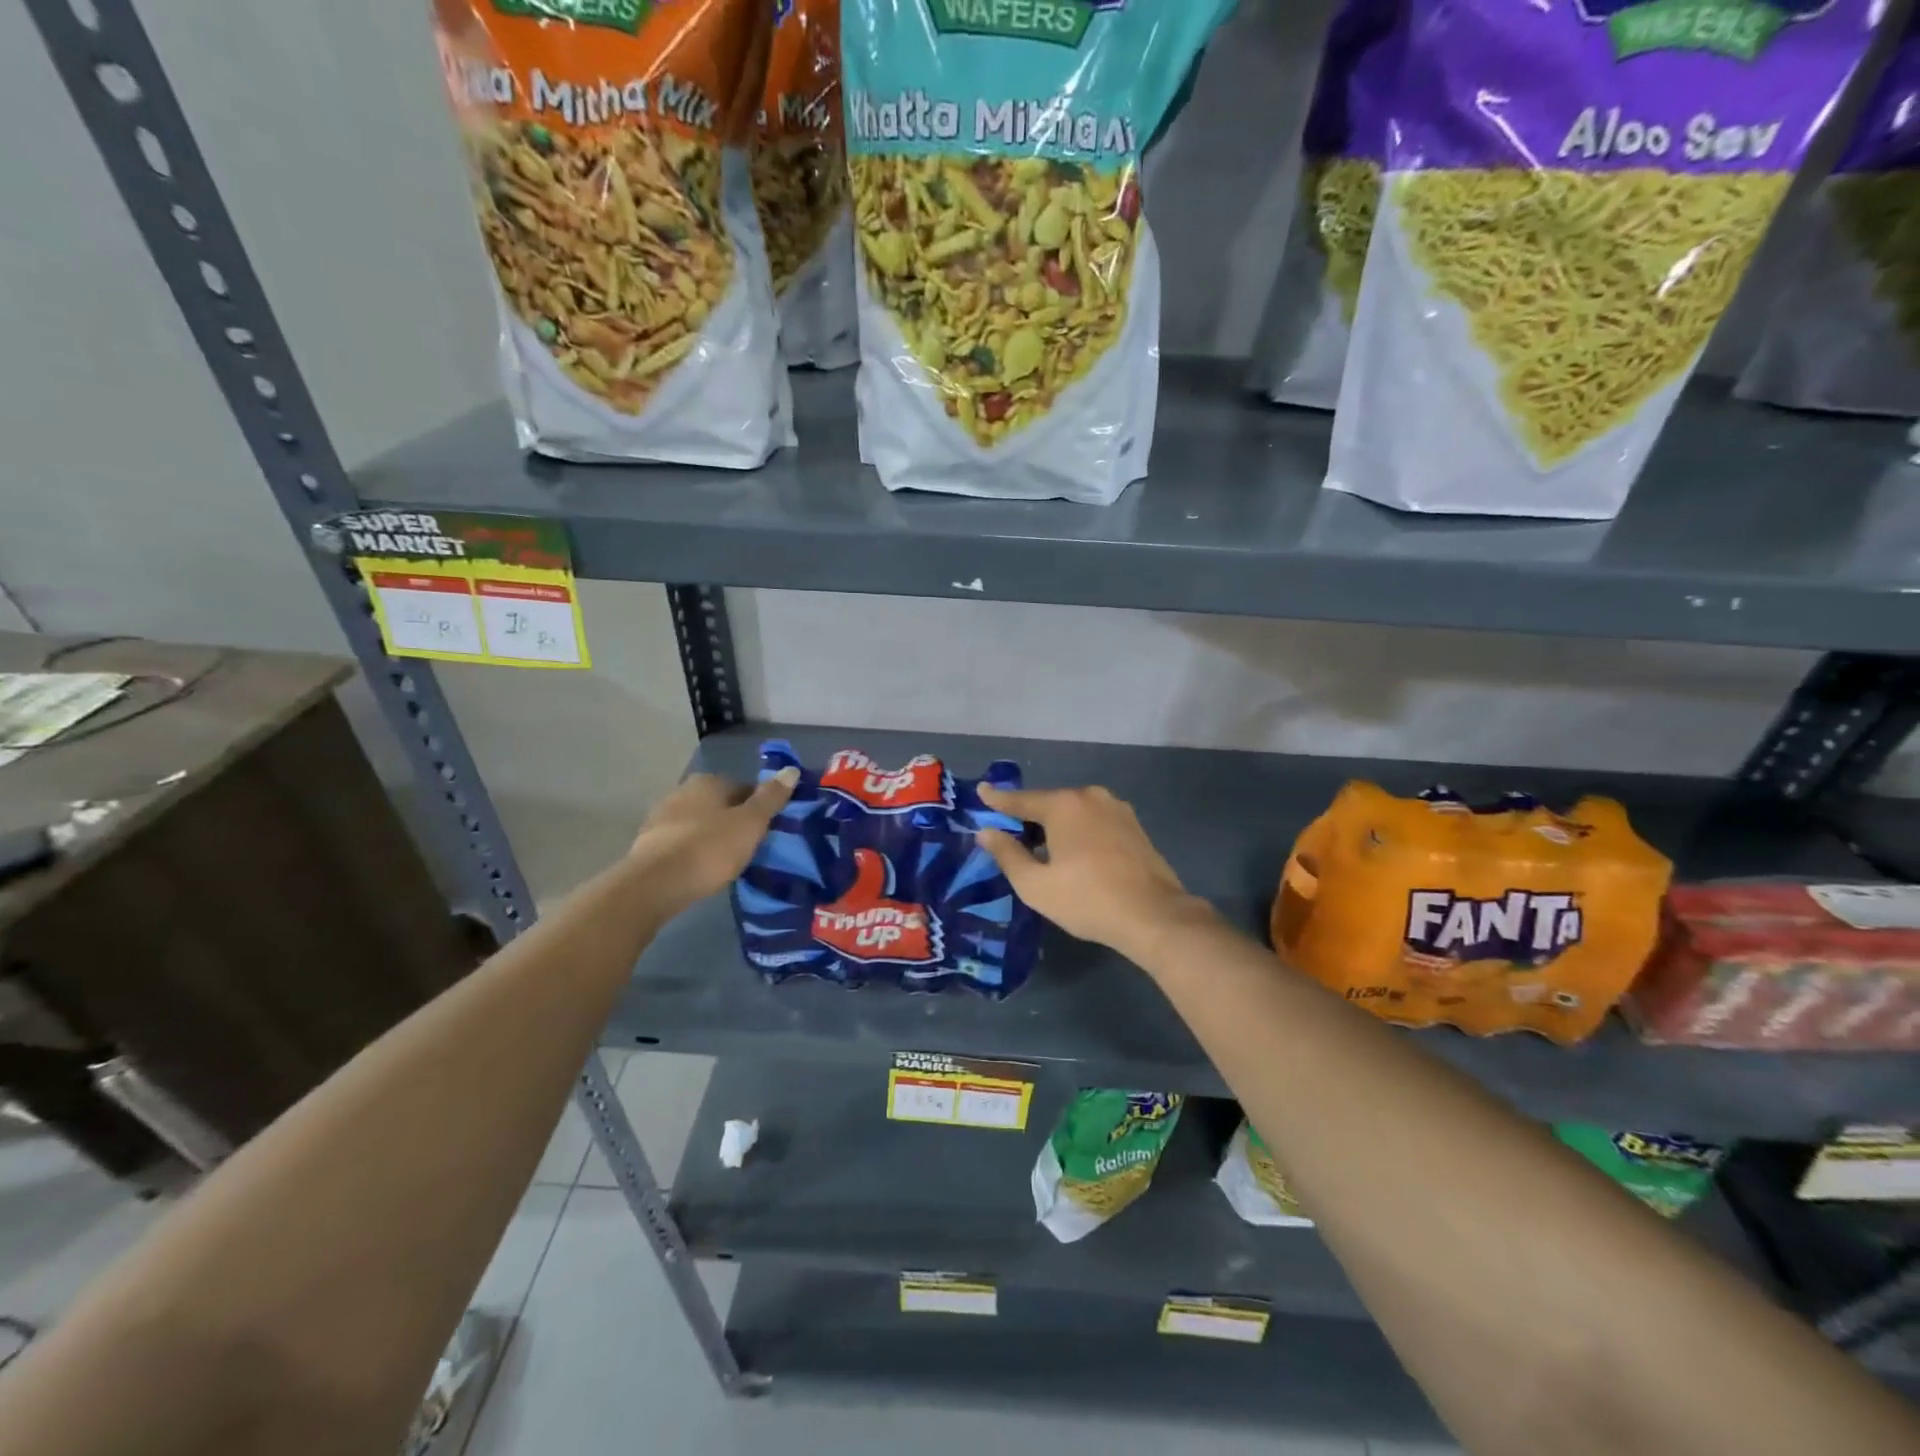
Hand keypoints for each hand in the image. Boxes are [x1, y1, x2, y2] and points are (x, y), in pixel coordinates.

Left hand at [628, 769, 797, 914]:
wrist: (655, 884)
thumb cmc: (710, 848)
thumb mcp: (750, 823)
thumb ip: (771, 798)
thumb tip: (791, 769)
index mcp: (708, 782)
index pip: (744, 788)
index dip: (759, 809)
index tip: (767, 831)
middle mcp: (682, 791)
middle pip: (720, 805)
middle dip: (734, 821)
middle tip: (749, 847)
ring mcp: (661, 816)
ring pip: (699, 823)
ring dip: (712, 836)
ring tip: (727, 861)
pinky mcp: (648, 843)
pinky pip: (682, 842)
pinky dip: (694, 851)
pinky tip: (701, 869)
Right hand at [975, 784, 1214, 961]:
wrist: (1153, 915)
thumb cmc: (1087, 899)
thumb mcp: (1035, 885)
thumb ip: (1007, 854)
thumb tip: (986, 832)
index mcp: (1063, 805)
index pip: (1021, 800)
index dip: (998, 800)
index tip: (981, 791)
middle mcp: (1090, 797)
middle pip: (1049, 804)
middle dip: (1029, 817)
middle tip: (1011, 835)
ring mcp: (1117, 809)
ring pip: (1075, 813)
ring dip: (1057, 826)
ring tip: (1043, 849)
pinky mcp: (1134, 826)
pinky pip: (1095, 822)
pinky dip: (1079, 832)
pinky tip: (1076, 854)